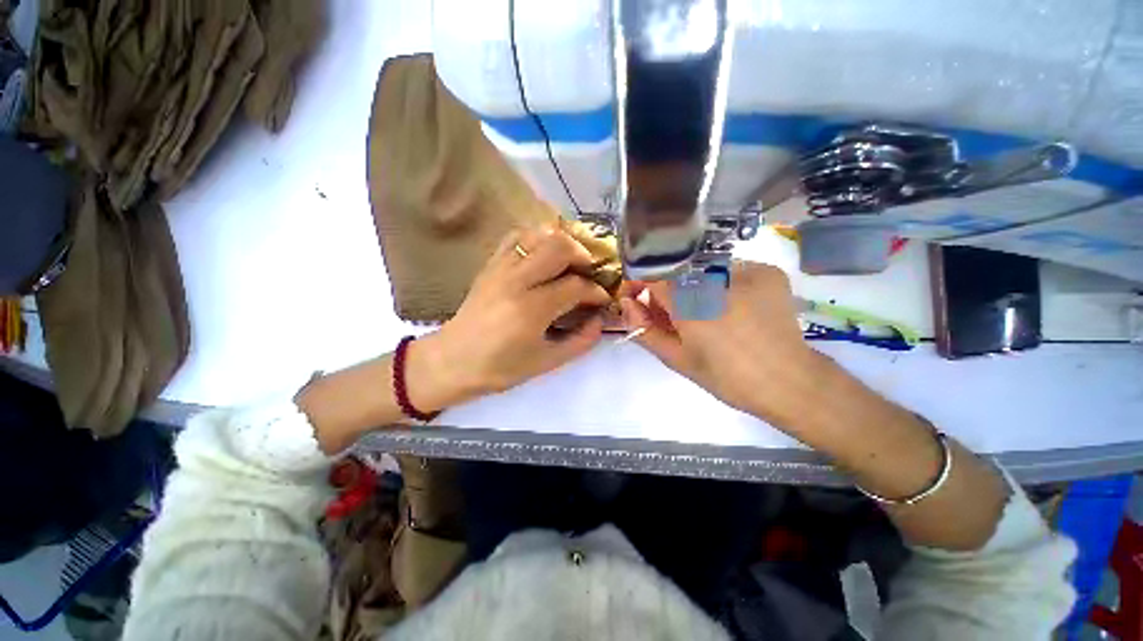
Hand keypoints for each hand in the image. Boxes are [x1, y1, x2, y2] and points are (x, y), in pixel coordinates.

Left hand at [410, 226, 611, 408]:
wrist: (452, 361)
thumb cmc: (500, 368)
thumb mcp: (546, 362)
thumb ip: (580, 341)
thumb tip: (600, 320)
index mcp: (532, 309)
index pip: (576, 286)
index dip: (596, 292)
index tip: (602, 300)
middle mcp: (517, 280)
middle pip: (559, 247)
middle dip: (583, 257)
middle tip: (589, 274)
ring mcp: (500, 268)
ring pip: (539, 235)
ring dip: (561, 243)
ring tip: (569, 262)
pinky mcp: (490, 264)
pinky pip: (516, 237)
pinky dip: (536, 239)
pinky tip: (543, 255)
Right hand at [619, 261, 818, 424]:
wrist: (789, 382)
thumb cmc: (727, 377)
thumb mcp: (677, 359)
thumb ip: (645, 329)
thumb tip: (625, 304)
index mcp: (691, 306)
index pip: (651, 279)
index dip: (641, 289)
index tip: (638, 301)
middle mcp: (716, 280)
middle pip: (675, 274)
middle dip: (666, 292)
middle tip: (673, 318)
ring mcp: (746, 271)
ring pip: (700, 272)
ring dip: (692, 289)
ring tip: (705, 316)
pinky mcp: (766, 272)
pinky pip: (728, 271)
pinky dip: (719, 286)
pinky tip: (730, 308)